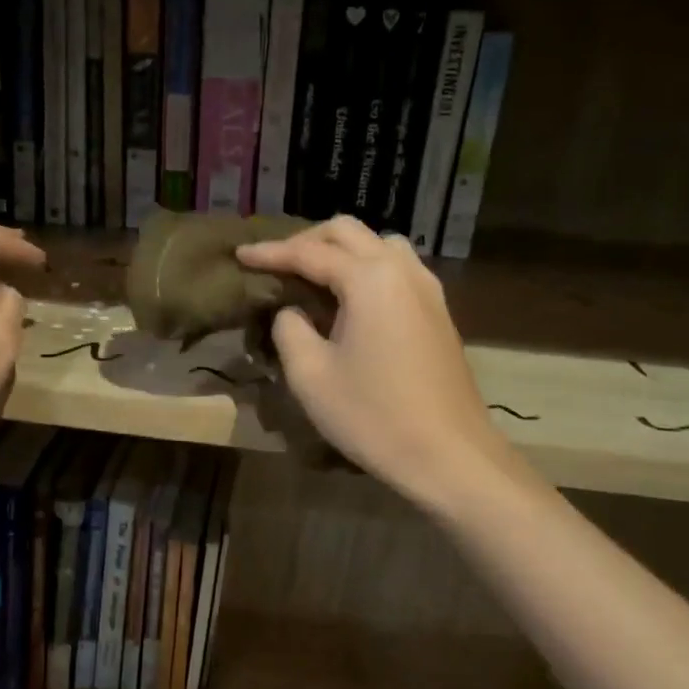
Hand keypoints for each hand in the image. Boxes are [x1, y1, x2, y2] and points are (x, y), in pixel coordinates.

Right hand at [238, 218, 527, 511]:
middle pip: (348, 233)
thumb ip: (289, 329)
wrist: (449, 455)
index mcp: (369, 279)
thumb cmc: (373, 416)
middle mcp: (402, 270)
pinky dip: (368, 268)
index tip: (240, 255)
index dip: (270, 253)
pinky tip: (352, 298)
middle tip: (276, 264)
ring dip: (342, 250)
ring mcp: (427, 289)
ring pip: (379, 244)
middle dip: (307, 241)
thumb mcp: (310, 375)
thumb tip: (292, 311)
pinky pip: (398, 268)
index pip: (309, 252)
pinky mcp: (438, 311)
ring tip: (314, 276)